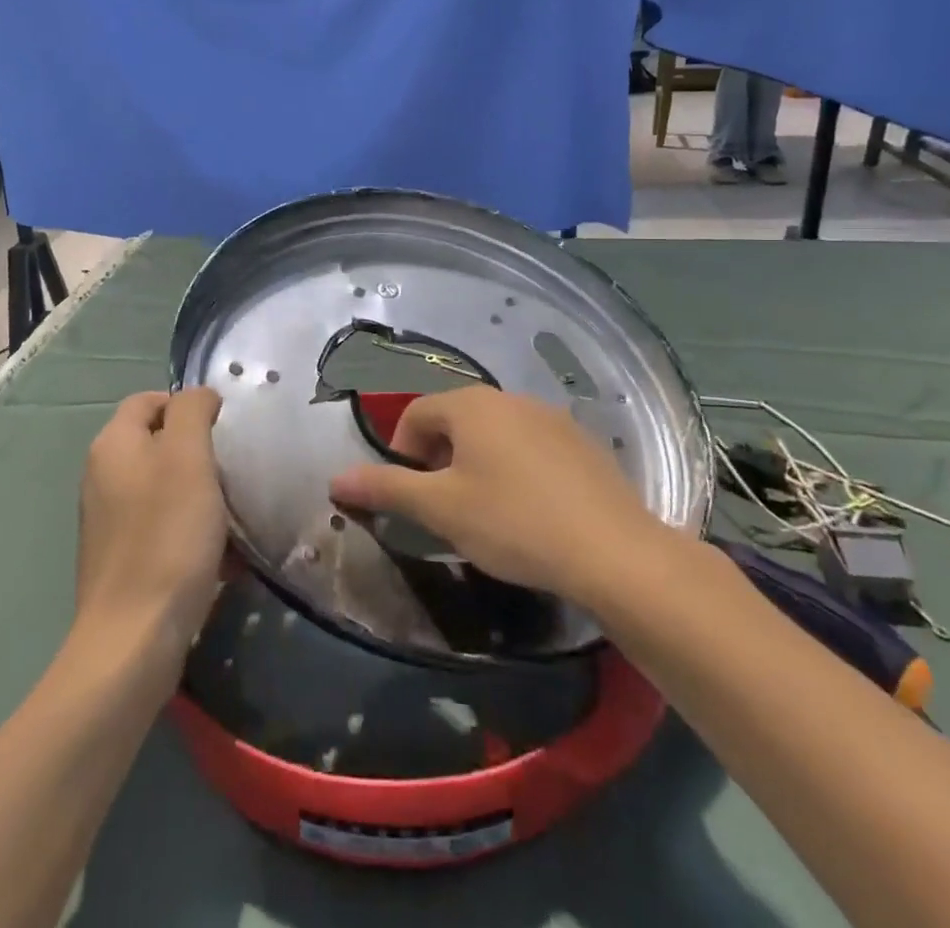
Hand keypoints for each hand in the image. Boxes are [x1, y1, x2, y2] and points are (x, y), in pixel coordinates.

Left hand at [73, 389, 227, 668]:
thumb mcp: (188, 457)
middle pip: (158, 443)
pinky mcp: (121, 558)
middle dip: (199, 453)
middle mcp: (102, 476)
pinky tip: (220, 556)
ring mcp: (108, 520)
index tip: (225, 430)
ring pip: (164, 487)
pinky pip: (162, 526)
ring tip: (234, 515)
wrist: (134, 638)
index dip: (188, 405)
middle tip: (233, 471)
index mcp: (113, 445)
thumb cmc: (167, 536)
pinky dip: (191, 531)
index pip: (149, 399)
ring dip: (201, 494)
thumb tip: (198, 397)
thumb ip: (192, 411)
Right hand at [328, 387, 680, 611]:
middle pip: (456, 420)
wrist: (613, 552)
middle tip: (443, 507)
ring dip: (476, 463)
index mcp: (471, 405)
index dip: (401, 452)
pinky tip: (529, 511)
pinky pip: (531, 446)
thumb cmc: (513, 523)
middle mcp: (509, 398)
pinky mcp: (582, 443)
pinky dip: (515, 468)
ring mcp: (551, 417)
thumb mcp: (441, 510)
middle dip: (438, 458)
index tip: (409, 495)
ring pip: (495, 433)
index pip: (416, 413)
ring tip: (484, 512)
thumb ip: (386, 488)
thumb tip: (336, 479)